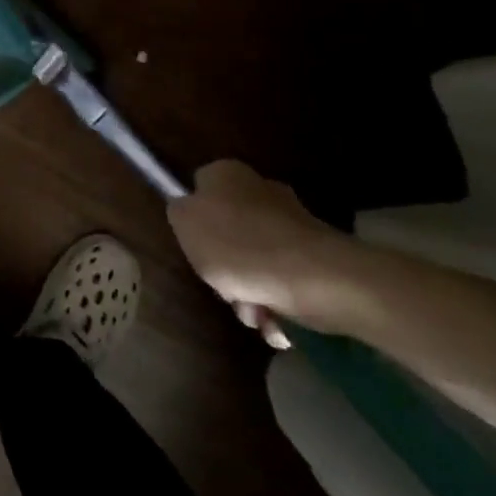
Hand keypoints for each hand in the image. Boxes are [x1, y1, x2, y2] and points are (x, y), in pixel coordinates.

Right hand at [167, 160, 364, 347]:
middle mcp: (260, 190)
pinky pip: (284, 281)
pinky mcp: (316, 257)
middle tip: (225, 290)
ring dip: (249, 295)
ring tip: (255, 313)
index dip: (194, 223)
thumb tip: (188, 209)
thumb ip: (179, 211)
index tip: (196, 250)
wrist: (315, 279)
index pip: (198, 191)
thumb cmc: (239, 246)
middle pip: (228, 233)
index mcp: (226, 174)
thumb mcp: (184, 222)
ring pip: (255, 263)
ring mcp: (292, 224)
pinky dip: (278, 304)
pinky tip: (276, 321)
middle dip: (225, 269)